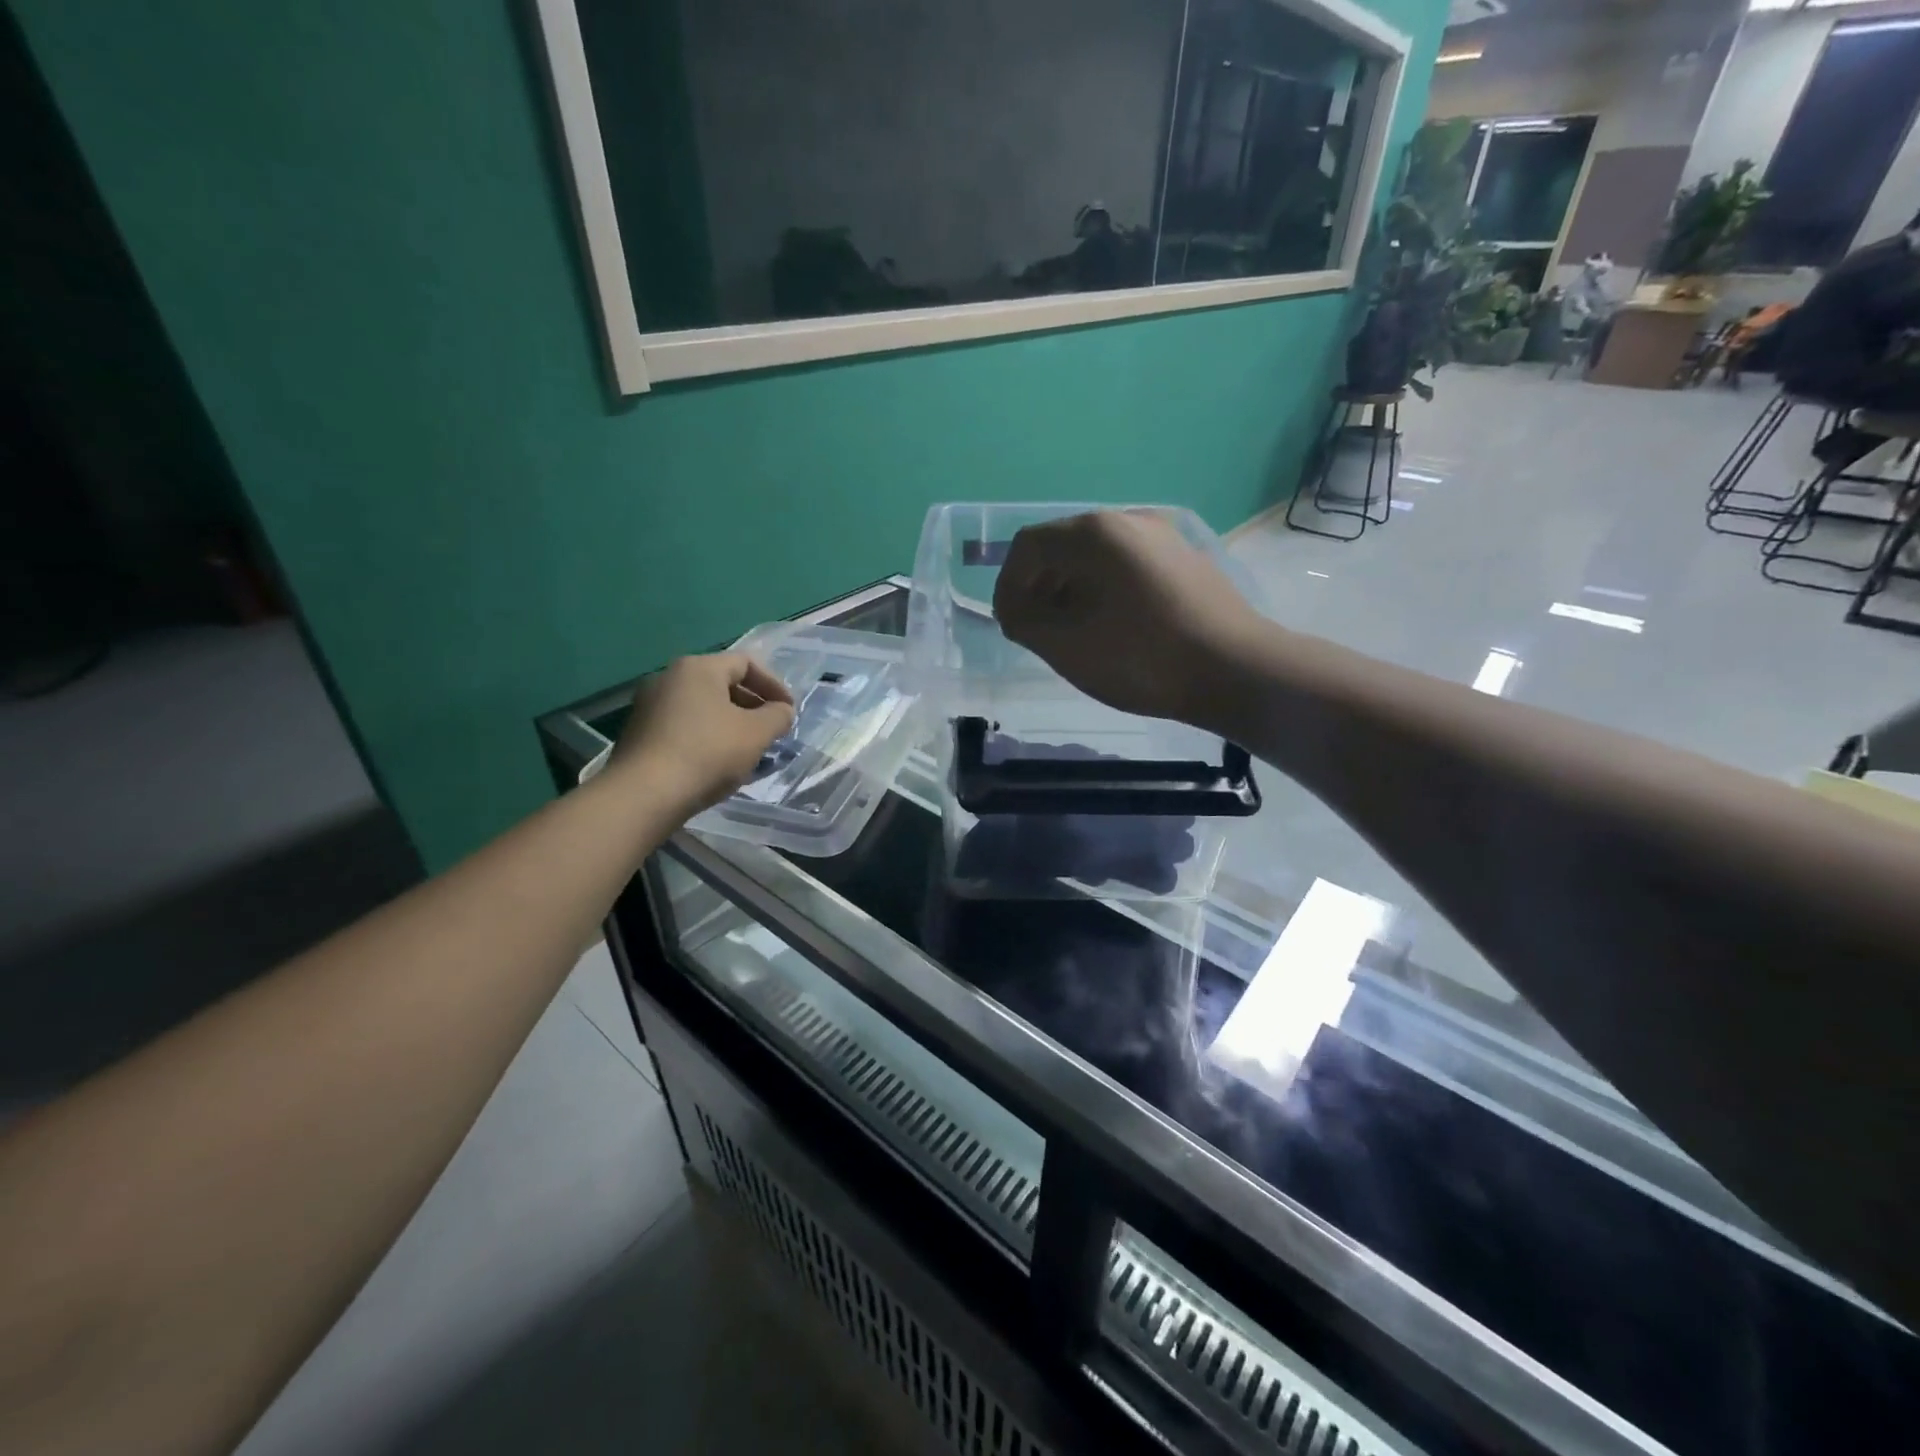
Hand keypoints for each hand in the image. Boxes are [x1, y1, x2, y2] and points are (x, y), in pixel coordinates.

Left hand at [614, 652, 795, 815]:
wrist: (644, 794)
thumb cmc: (708, 753)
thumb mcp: (757, 733)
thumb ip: (778, 716)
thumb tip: (782, 711)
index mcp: (698, 668)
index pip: (746, 663)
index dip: (774, 685)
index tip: (789, 711)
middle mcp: (669, 677)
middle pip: (722, 683)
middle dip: (752, 706)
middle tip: (770, 731)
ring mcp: (649, 705)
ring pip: (702, 707)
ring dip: (730, 723)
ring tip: (747, 750)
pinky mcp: (639, 733)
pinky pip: (683, 726)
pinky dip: (706, 737)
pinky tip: (717, 763)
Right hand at [993, 511, 1264, 728]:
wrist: (1238, 671)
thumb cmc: (1142, 658)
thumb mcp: (1066, 646)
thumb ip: (1025, 621)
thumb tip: (1016, 610)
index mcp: (1095, 532)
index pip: (1029, 546)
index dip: (1007, 585)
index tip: (1009, 626)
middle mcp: (1128, 519)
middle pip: (1063, 546)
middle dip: (1039, 588)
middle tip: (1035, 631)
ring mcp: (1163, 536)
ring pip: (1096, 558)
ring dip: (1070, 591)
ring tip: (1071, 633)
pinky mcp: (1185, 560)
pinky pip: (1127, 567)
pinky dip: (1104, 591)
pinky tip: (1113, 628)